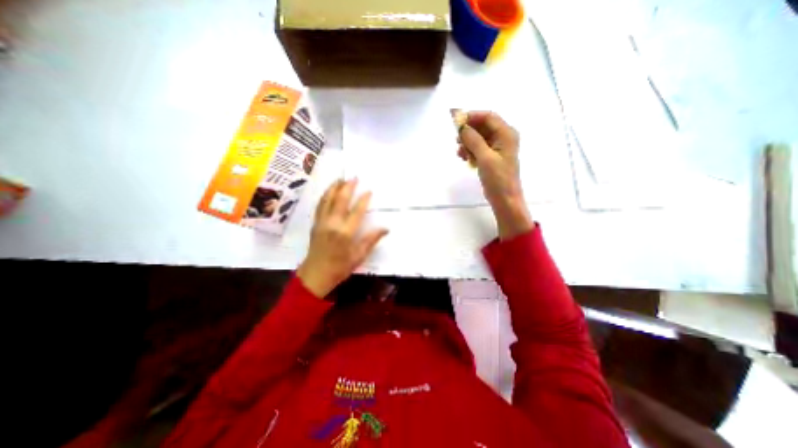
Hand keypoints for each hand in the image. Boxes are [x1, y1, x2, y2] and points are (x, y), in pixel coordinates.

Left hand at [297, 178, 388, 296]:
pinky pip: (320, 205)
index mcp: (345, 233)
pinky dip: (325, 196)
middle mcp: (332, 224)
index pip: (356, 211)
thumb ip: (371, 240)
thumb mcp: (359, 256)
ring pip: (327, 200)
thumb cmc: (340, 267)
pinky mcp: (315, 224)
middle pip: (340, 201)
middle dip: (347, 187)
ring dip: (334, 188)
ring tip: (340, 179)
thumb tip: (386, 228)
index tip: (369, 191)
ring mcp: (322, 222)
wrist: (316, 275)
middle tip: (354, 177)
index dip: (363, 200)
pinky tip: (329, 191)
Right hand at [459, 110, 531, 239]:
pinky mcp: (491, 157)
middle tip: (456, 140)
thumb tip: (462, 126)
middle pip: (482, 126)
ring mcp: (497, 148)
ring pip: (478, 138)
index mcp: (506, 134)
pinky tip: (464, 158)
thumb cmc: (498, 179)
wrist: (504, 199)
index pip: (488, 117)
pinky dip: (470, 151)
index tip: (456, 121)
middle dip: (468, 132)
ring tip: (460, 153)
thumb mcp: (485, 158)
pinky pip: (478, 148)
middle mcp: (503, 137)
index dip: (471, 116)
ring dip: (468, 143)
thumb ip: (473, 140)